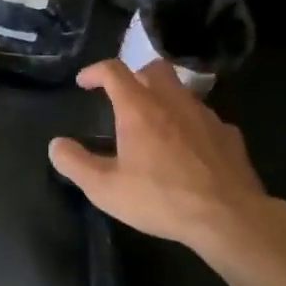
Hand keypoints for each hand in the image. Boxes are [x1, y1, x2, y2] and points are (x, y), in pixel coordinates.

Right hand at [49, 59, 285, 264]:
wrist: (228, 216)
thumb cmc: (161, 198)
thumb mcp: (106, 189)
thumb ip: (75, 164)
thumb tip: (56, 145)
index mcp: (139, 107)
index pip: (113, 70)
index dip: (94, 72)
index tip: (84, 82)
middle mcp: (172, 100)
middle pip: (153, 69)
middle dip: (135, 76)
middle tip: (124, 97)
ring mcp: (205, 115)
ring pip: (182, 91)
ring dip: (164, 99)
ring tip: (156, 124)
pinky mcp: (228, 133)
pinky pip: (204, 118)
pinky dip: (191, 124)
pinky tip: (189, 148)